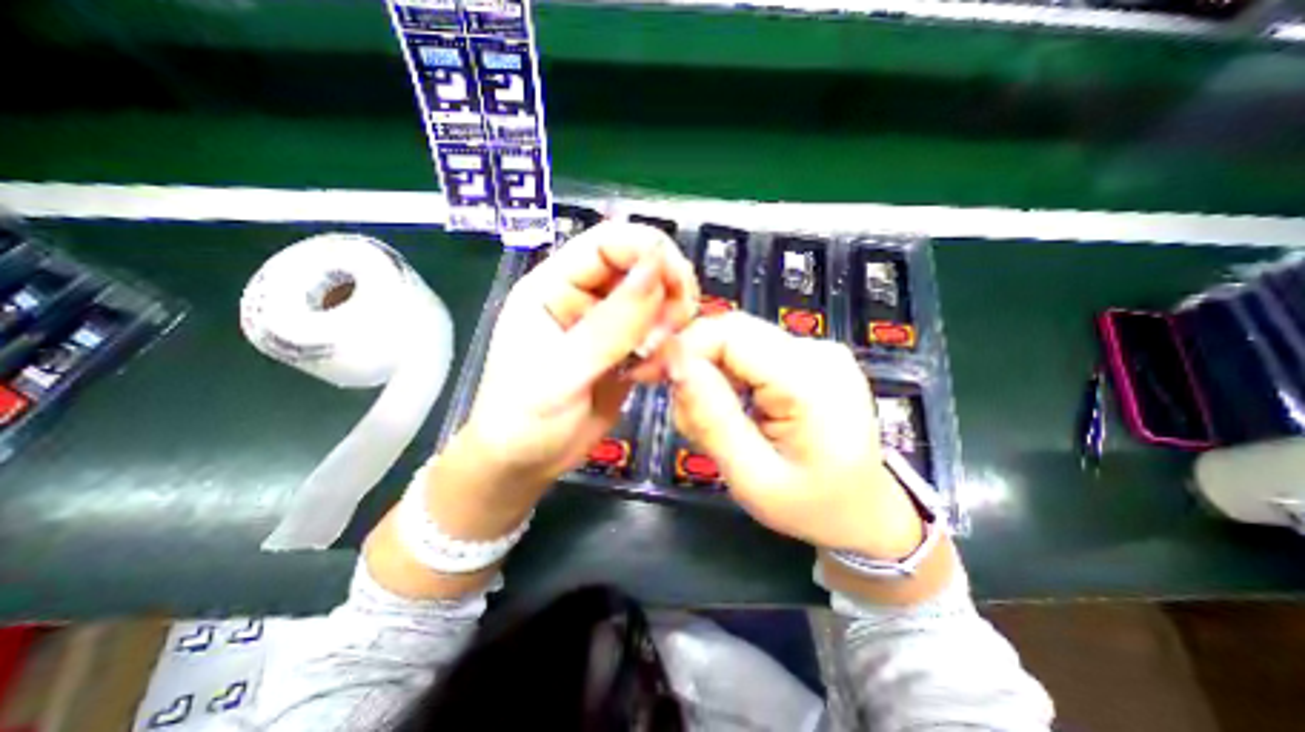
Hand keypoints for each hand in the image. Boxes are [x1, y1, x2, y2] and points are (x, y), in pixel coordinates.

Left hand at [454, 219, 697, 502]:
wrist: (525, 464)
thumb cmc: (524, 419)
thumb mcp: (564, 371)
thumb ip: (612, 323)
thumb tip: (657, 268)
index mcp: (554, 286)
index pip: (608, 242)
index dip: (649, 252)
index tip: (679, 287)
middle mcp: (584, 297)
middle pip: (641, 265)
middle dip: (668, 290)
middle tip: (675, 327)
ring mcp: (608, 324)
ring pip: (657, 299)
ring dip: (671, 322)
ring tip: (660, 356)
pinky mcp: (626, 350)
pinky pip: (661, 334)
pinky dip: (669, 348)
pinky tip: (654, 373)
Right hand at [663, 308, 927, 560]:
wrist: (867, 512)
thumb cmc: (812, 506)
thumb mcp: (753, 478)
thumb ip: (713, 419)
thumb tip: (676, 364)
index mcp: (810, 380)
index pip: (730, 333)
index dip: (683, 347)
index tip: (651, 375)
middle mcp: (817, 350)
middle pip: (732, 332)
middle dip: (693, 363)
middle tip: (682, 411)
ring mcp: (817, 350)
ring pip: (737, 341)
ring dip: (709, 375)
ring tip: (709, 423)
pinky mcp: (809, 357)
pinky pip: (752, 353)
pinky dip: (728, 377)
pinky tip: (731, 411)